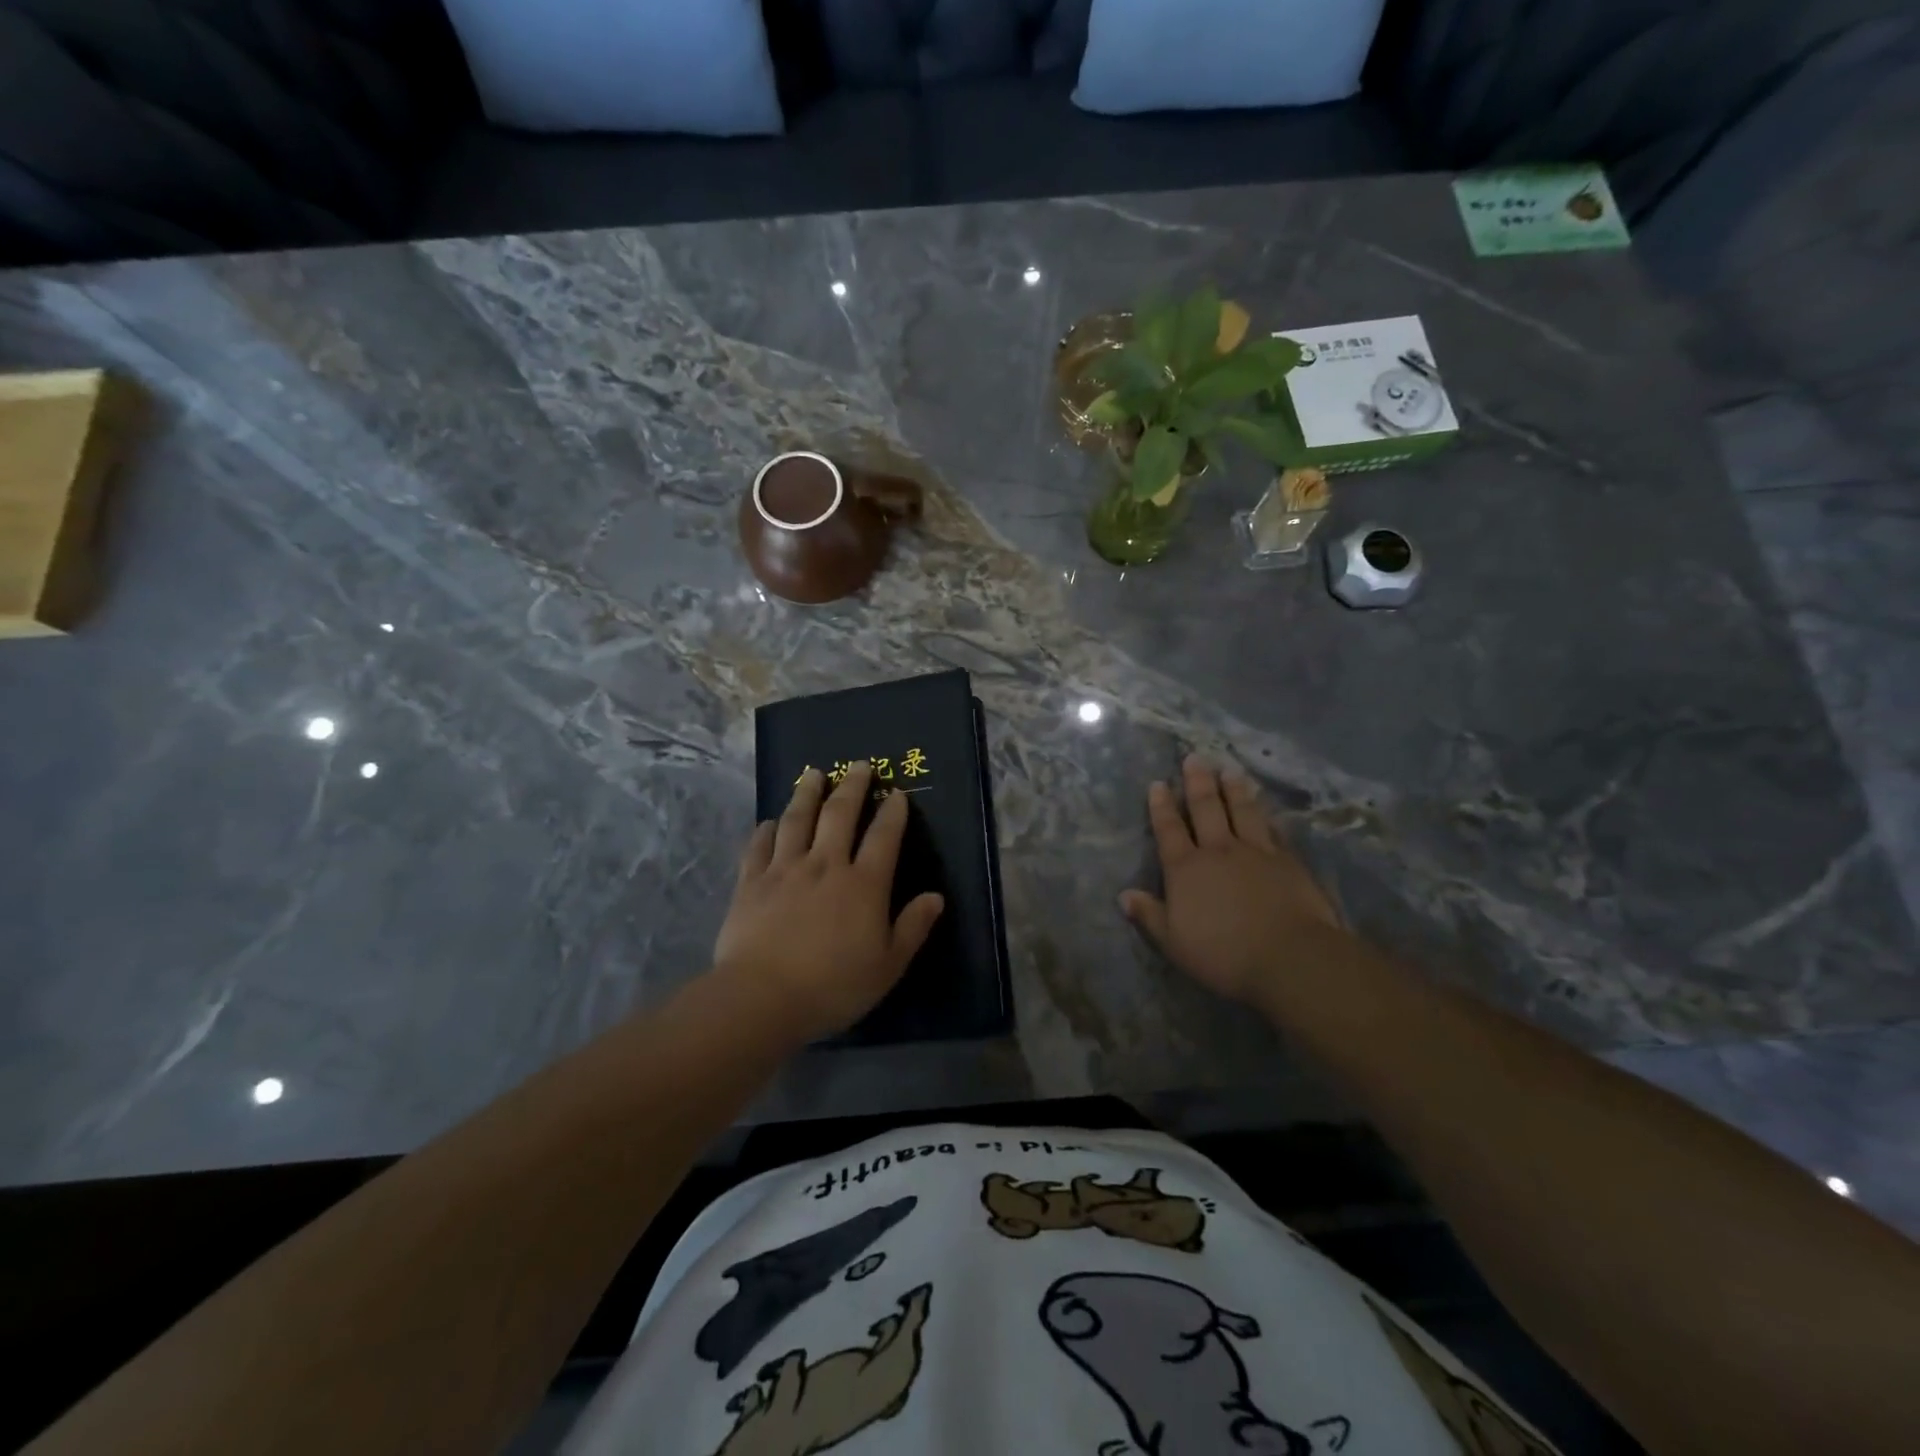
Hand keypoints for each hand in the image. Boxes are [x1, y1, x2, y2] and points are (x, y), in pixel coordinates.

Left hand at [713, 762, 944, 1041]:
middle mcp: (825, 865)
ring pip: (797, 820)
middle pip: (839, 815)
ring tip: (813, 774)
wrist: (763, 997)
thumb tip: (936, 897)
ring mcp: (784, 870)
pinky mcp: (751, 883)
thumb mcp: (887, 966)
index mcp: (863, 884)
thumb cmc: (833, 986)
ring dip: (807, 794)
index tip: (897, 793)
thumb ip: (913, 927)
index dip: (893, 812)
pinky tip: (768, 822)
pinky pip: (759, 847)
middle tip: (859, 765)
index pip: (884, 837)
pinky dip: (765, 831)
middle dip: (852, 787)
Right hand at [1120, 755, 1345, 1004]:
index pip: (1169, 830)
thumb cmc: (1223, 953)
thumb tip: (1124, 895)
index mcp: (1186, 869)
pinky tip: (1267, 810)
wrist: (1289, 956)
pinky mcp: (1288, 862)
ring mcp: (1256, 852)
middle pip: (1206, 809)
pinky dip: (1267, 817)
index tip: (1158, 784)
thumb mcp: (1174, 941)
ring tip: (1230, 770)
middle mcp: (1218, 851)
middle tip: (1195, 758)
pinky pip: (1273, 831)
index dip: (1162, 806)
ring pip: (1243, 812)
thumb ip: (1150, 916)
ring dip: (1234, 790)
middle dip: (1198, 783)